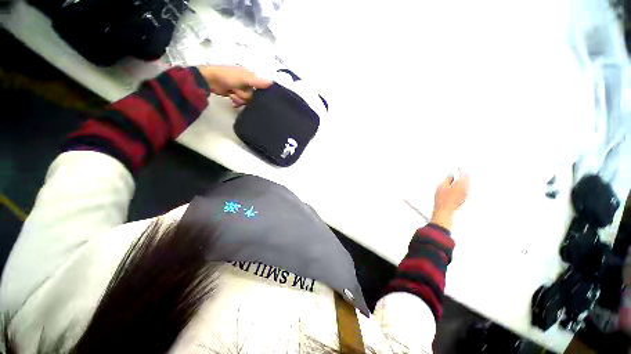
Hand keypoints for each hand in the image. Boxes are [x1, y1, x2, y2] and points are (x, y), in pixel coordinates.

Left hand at [198, 65, 271, 106]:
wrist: (209, 80)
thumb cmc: (227, 76)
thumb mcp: (244, 78)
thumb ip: (258, 81)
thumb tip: (272, 82)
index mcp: (251, 76)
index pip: (262, 88)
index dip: (260, 93)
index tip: (256, 95)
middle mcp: (248, 83)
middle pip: (254, 97)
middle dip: (245, 96)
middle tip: (237, 91)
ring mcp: (241, 89)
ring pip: (247, 100)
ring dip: (239, 99)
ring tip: (232, 94)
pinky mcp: (235, 94)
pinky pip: (241, 102)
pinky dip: (236, 102)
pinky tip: (232, 99)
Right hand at [431, 170, 469, 229]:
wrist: (444, 210)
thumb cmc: (441, 199)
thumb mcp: (441, 186)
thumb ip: (448, 178)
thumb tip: (451, 174)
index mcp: (460, 184)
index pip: (462, 174)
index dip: (460, 169)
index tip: (459, 167)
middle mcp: (465, 189)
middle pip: (467, 179)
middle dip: (465, 174)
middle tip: (462, 170)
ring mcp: (465, 194)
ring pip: (468, 184)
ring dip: (466, 179)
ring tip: (463, 176)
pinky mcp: (464, 198)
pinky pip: (467, 189)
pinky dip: (465, 185)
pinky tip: (462, 185)